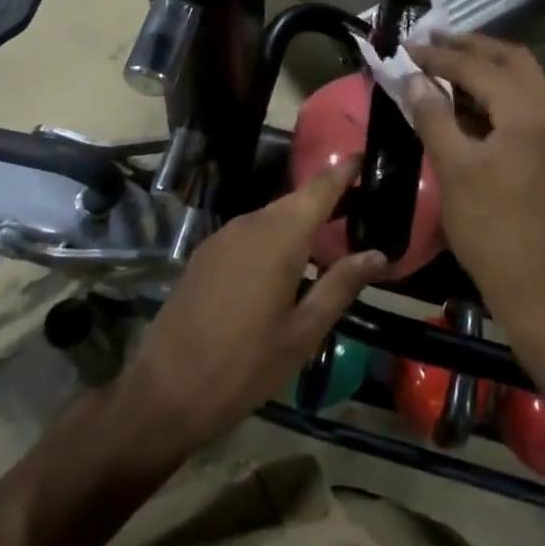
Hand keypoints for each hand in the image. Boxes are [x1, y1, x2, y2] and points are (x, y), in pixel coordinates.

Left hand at [120, 156, 385, 452]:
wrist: (166, 389)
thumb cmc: (246, 365)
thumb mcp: (303, 332)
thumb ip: (340, 286)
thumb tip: (378, 254)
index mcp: (280, 237)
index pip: (319, 189)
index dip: (343, 170)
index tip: (365, 156)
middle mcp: (250, 224)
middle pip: (295, 201)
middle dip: (326, 199)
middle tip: (358, 207)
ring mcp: (222, 237)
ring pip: (270, 217)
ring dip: (298, 222)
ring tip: (328, 238)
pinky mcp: (205, 254)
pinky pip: (248, 234)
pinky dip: (273, 237)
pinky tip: (284, 265)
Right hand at [405, 34, 544, 334]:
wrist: (540, 290)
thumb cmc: (491, 229)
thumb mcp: (454, 169)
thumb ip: (434, 116)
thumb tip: (414, 79)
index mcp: (528, 113)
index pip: (479, 67)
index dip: (440, 55)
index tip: (407, 47)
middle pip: (513, 60)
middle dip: (471, 46)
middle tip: (433, 41)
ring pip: (524, 81)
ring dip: (487, 67)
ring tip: (446, 63)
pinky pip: (527, 105)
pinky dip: (498, 94)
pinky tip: (469, 102)